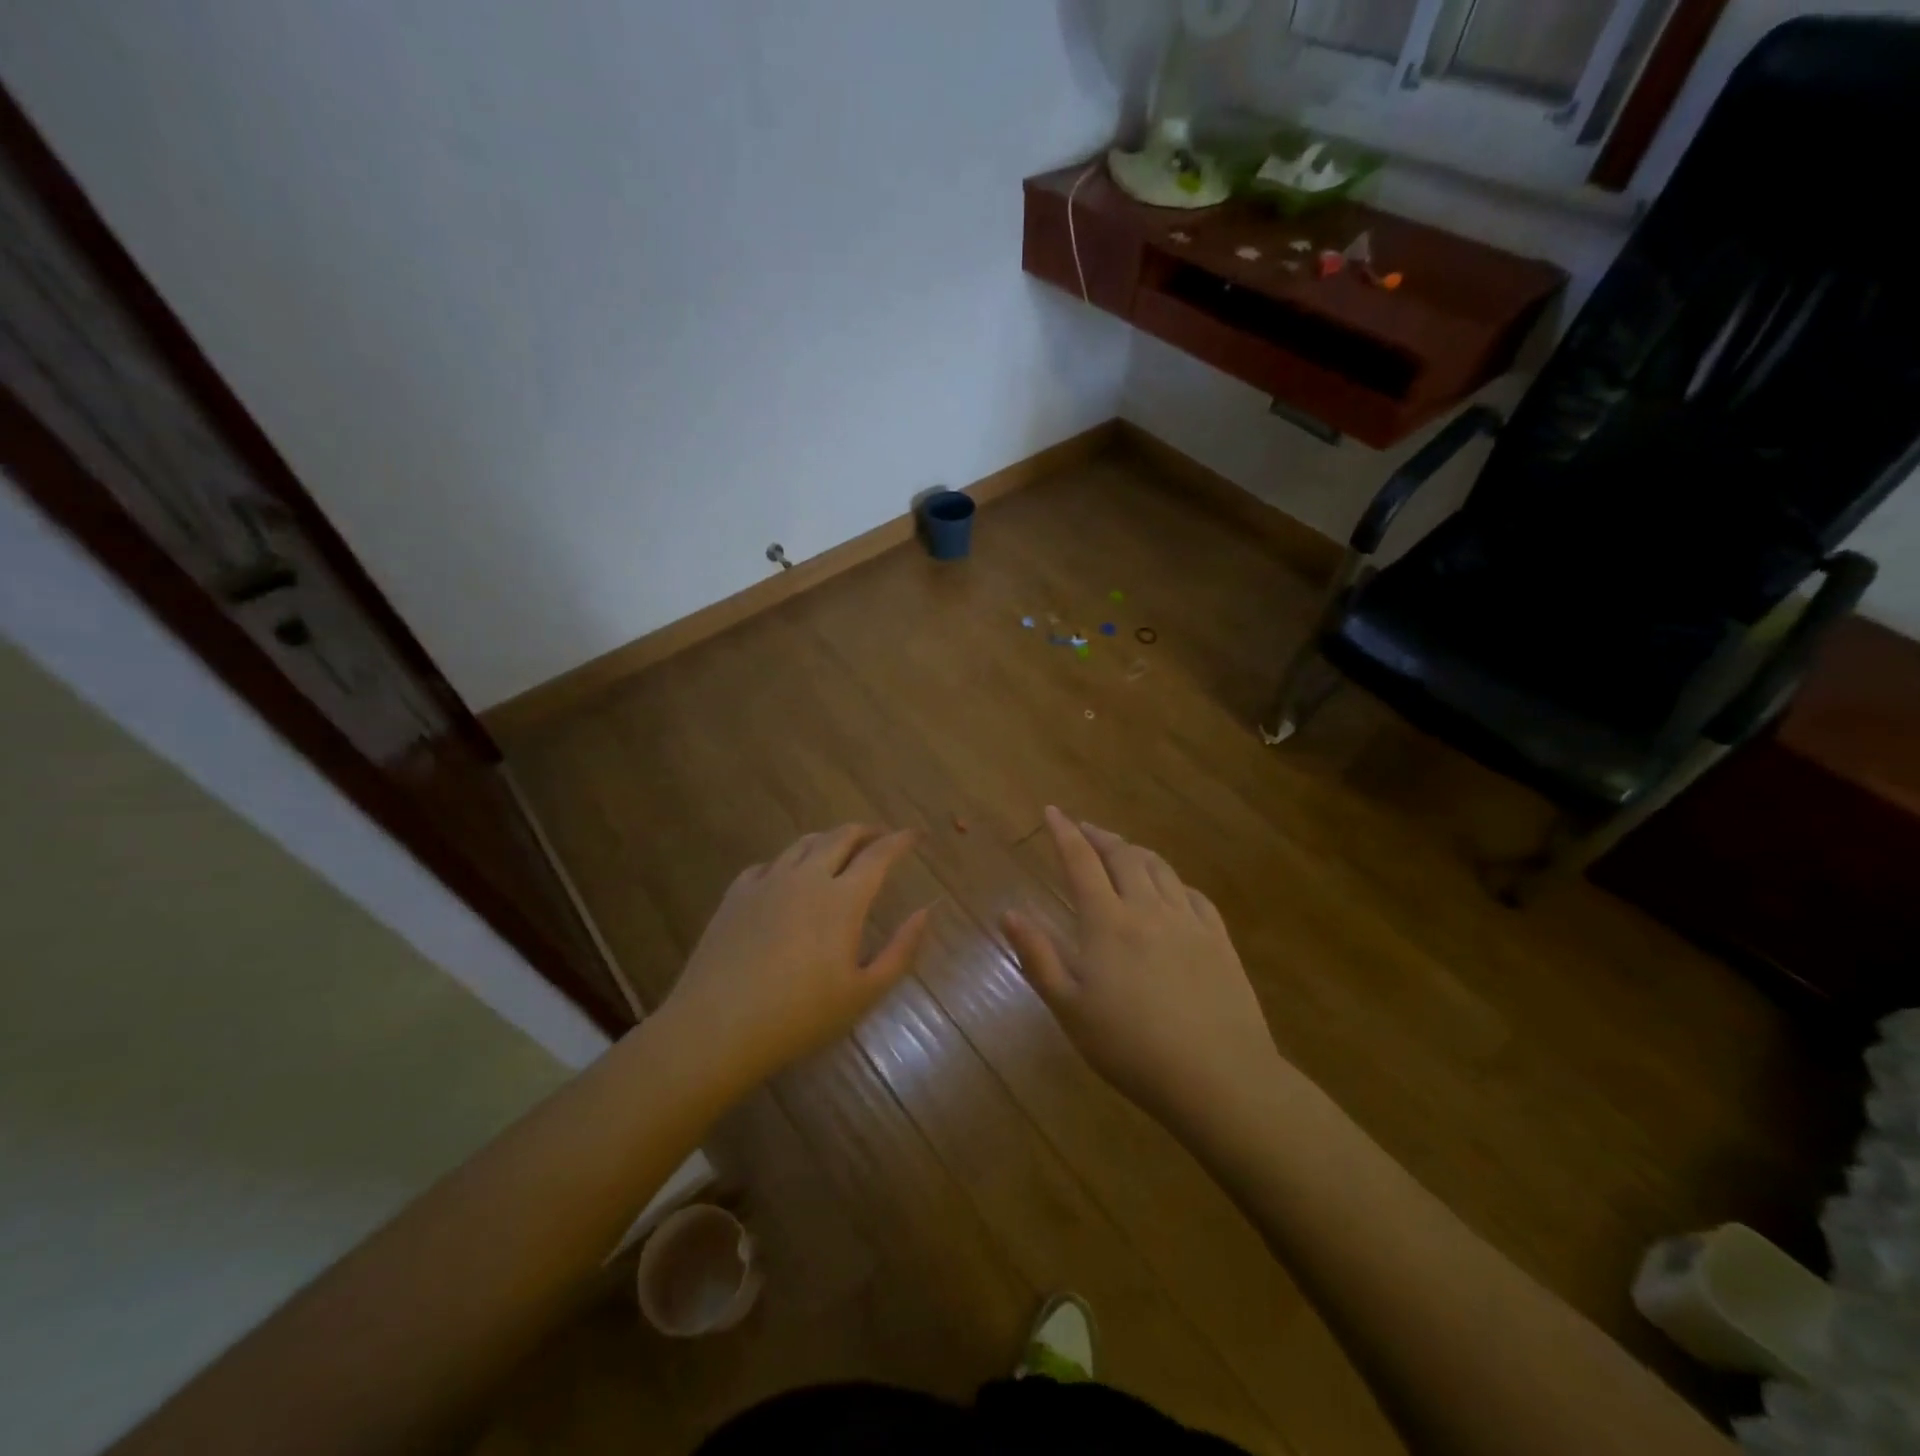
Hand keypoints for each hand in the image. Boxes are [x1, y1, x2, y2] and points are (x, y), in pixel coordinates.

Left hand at [661, 824, 929, 1091]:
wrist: (717, 1027)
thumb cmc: (800, 1016)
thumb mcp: (864, 992)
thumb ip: (901, 949)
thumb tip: (926, 910)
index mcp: (843, 898)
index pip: (879, 853)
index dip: (901, 840)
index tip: (916, 834)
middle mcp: (807, 877)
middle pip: (841, 836)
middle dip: (867, 831)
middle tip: (881, 837)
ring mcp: (767, 881)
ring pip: (804, 843)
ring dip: (829, 840)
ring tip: (839, 850)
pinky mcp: (737, 894)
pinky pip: (769, 864)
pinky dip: (789, 862)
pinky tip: (788, 878)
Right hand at [1002, 806, 1282, 1135]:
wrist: (1217, 1077)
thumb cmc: (1131, 1048)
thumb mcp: (1070, 1009)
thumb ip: (1038, 957)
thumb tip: (1008, 913)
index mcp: (1107, 923)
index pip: (1081, 861)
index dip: (1065, 832)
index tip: (1052, 811)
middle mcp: (1148, 909)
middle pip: (1123, 856)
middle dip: (1100, 836)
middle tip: (1085, 829)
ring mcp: (1188, 921)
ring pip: (1160, 868)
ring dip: (1136, 852)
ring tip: (1123, 851)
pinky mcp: (1219, 939)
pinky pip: (1193, 894)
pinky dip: (1173, 881)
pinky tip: (1171, 890)